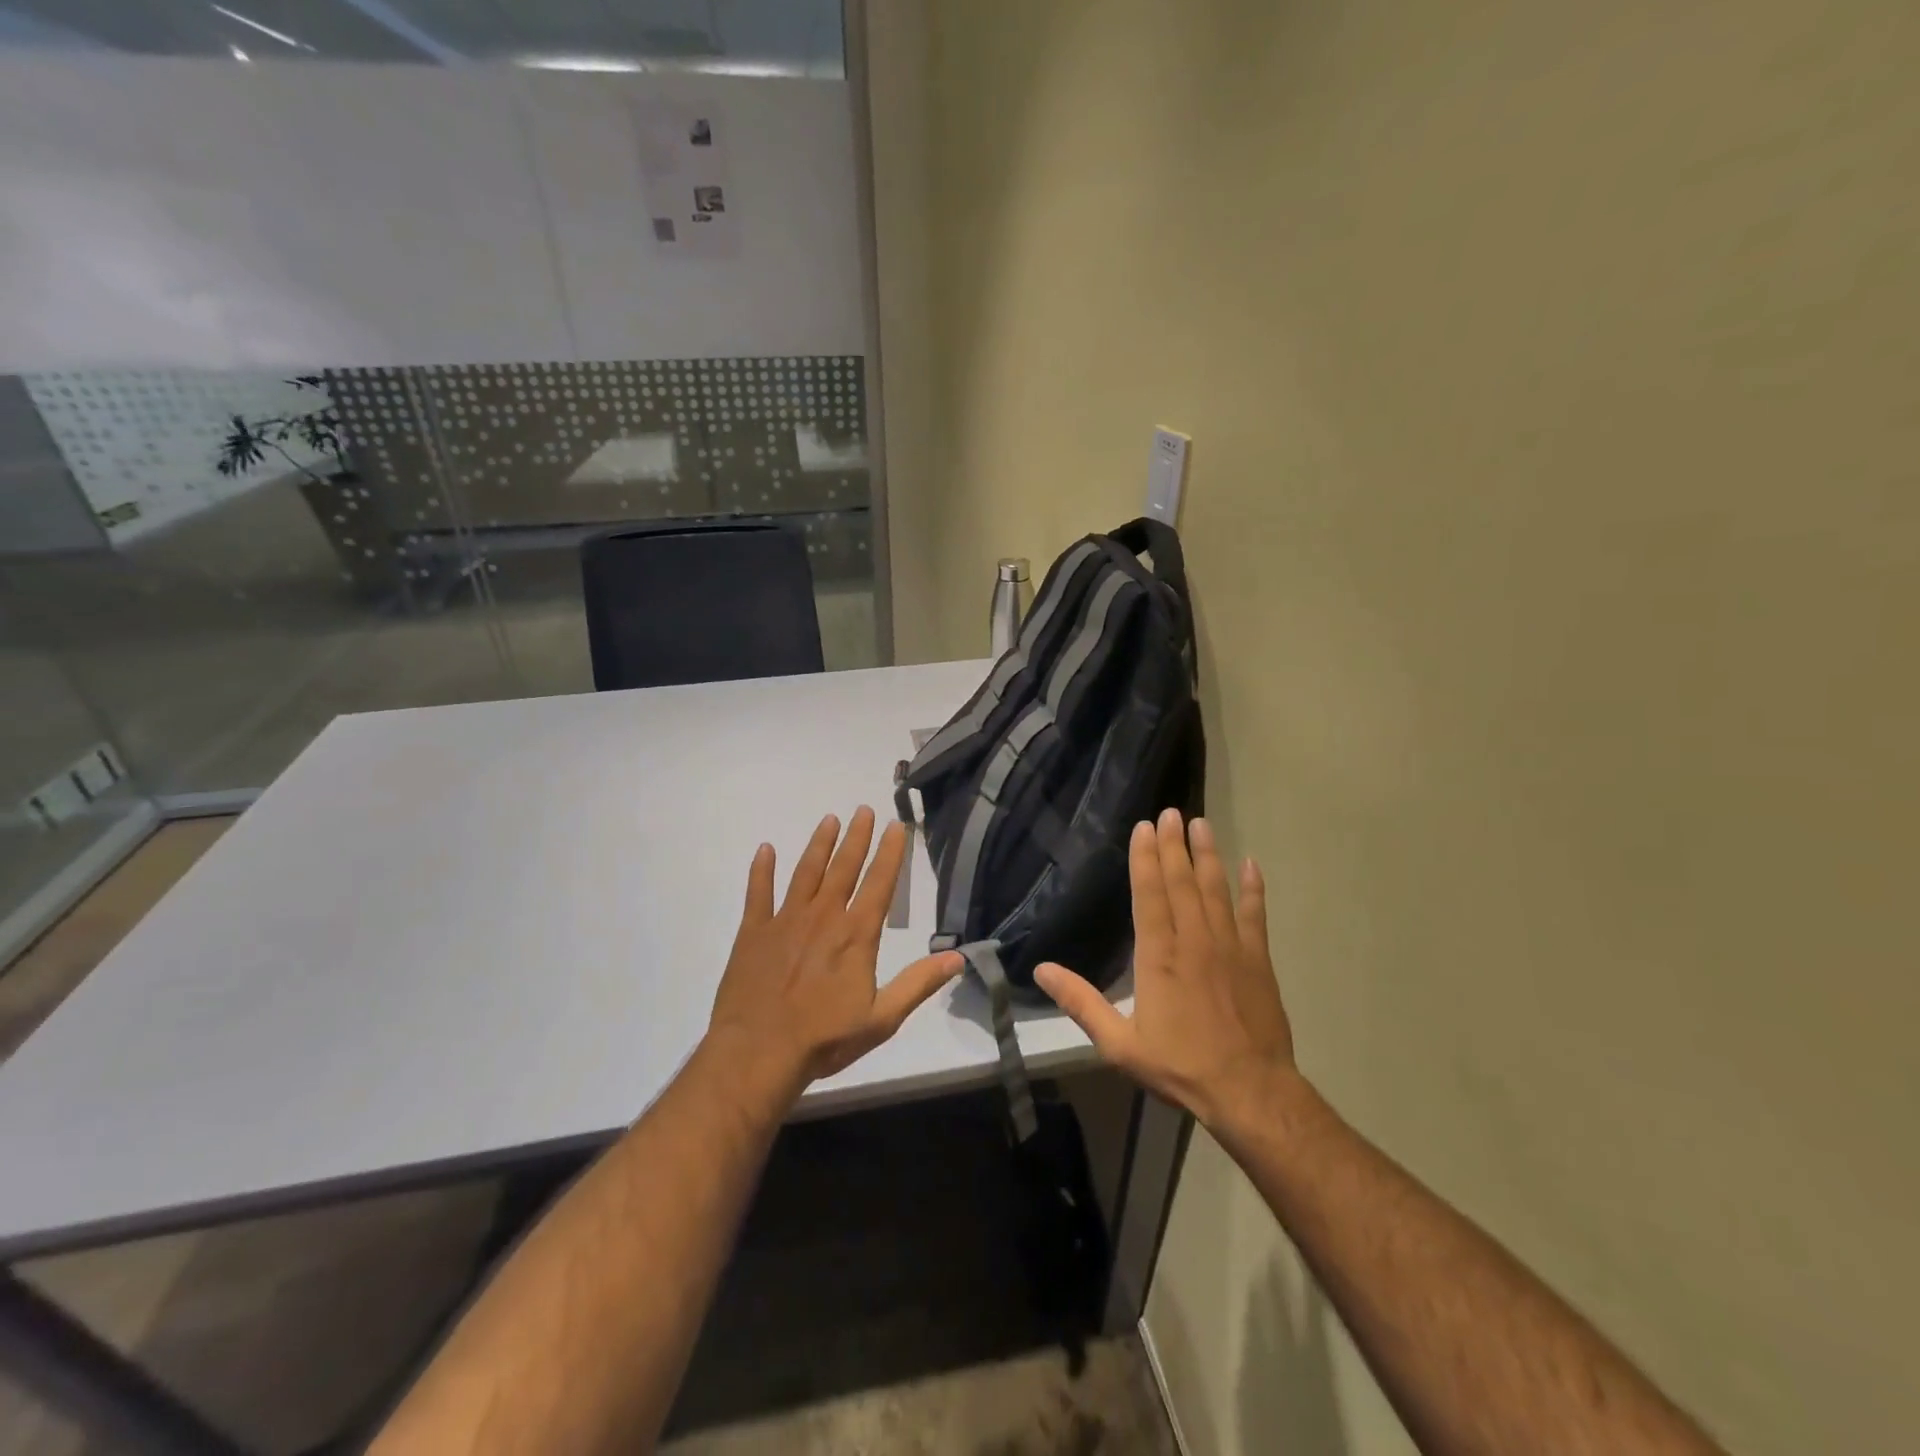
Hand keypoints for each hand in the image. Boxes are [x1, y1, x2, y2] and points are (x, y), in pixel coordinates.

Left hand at [708, 806, 962, 1096]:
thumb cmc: (824, 1038)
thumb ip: (918, 984)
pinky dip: (762, 870)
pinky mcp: (753, 932)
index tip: (896, 826)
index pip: (880, 883)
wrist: (758, 1052)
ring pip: (806, 872)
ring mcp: (785, 920)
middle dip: (856, 837)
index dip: (890, 853)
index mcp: (856, 934)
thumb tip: (958, 958)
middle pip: (844, 867)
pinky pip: (758, 892)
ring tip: (828, 819)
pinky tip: (765, 850)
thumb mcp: (882, 1018)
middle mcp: (823, 916)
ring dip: (819, 845)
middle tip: (863, 810)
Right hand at [1036, 809, 1294, 1128]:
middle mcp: (1194, 941)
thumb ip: (1080, 1002)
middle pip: (1182, 883)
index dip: (1146, 859)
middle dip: (1174, 845)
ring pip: (1216, 890)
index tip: (1145, 827)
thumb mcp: (1119, 1043)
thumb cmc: (1180, 1065)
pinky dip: (1253, 889)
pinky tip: (1251, 864)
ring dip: (1208, 855)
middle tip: (1171, 811)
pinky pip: (1255, 915)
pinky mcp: (1258, 960)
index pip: (1150, 895)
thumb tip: (1041, 969)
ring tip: (1202, 824)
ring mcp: (1230, 947)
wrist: (1250, 1091)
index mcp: (1159, 957)